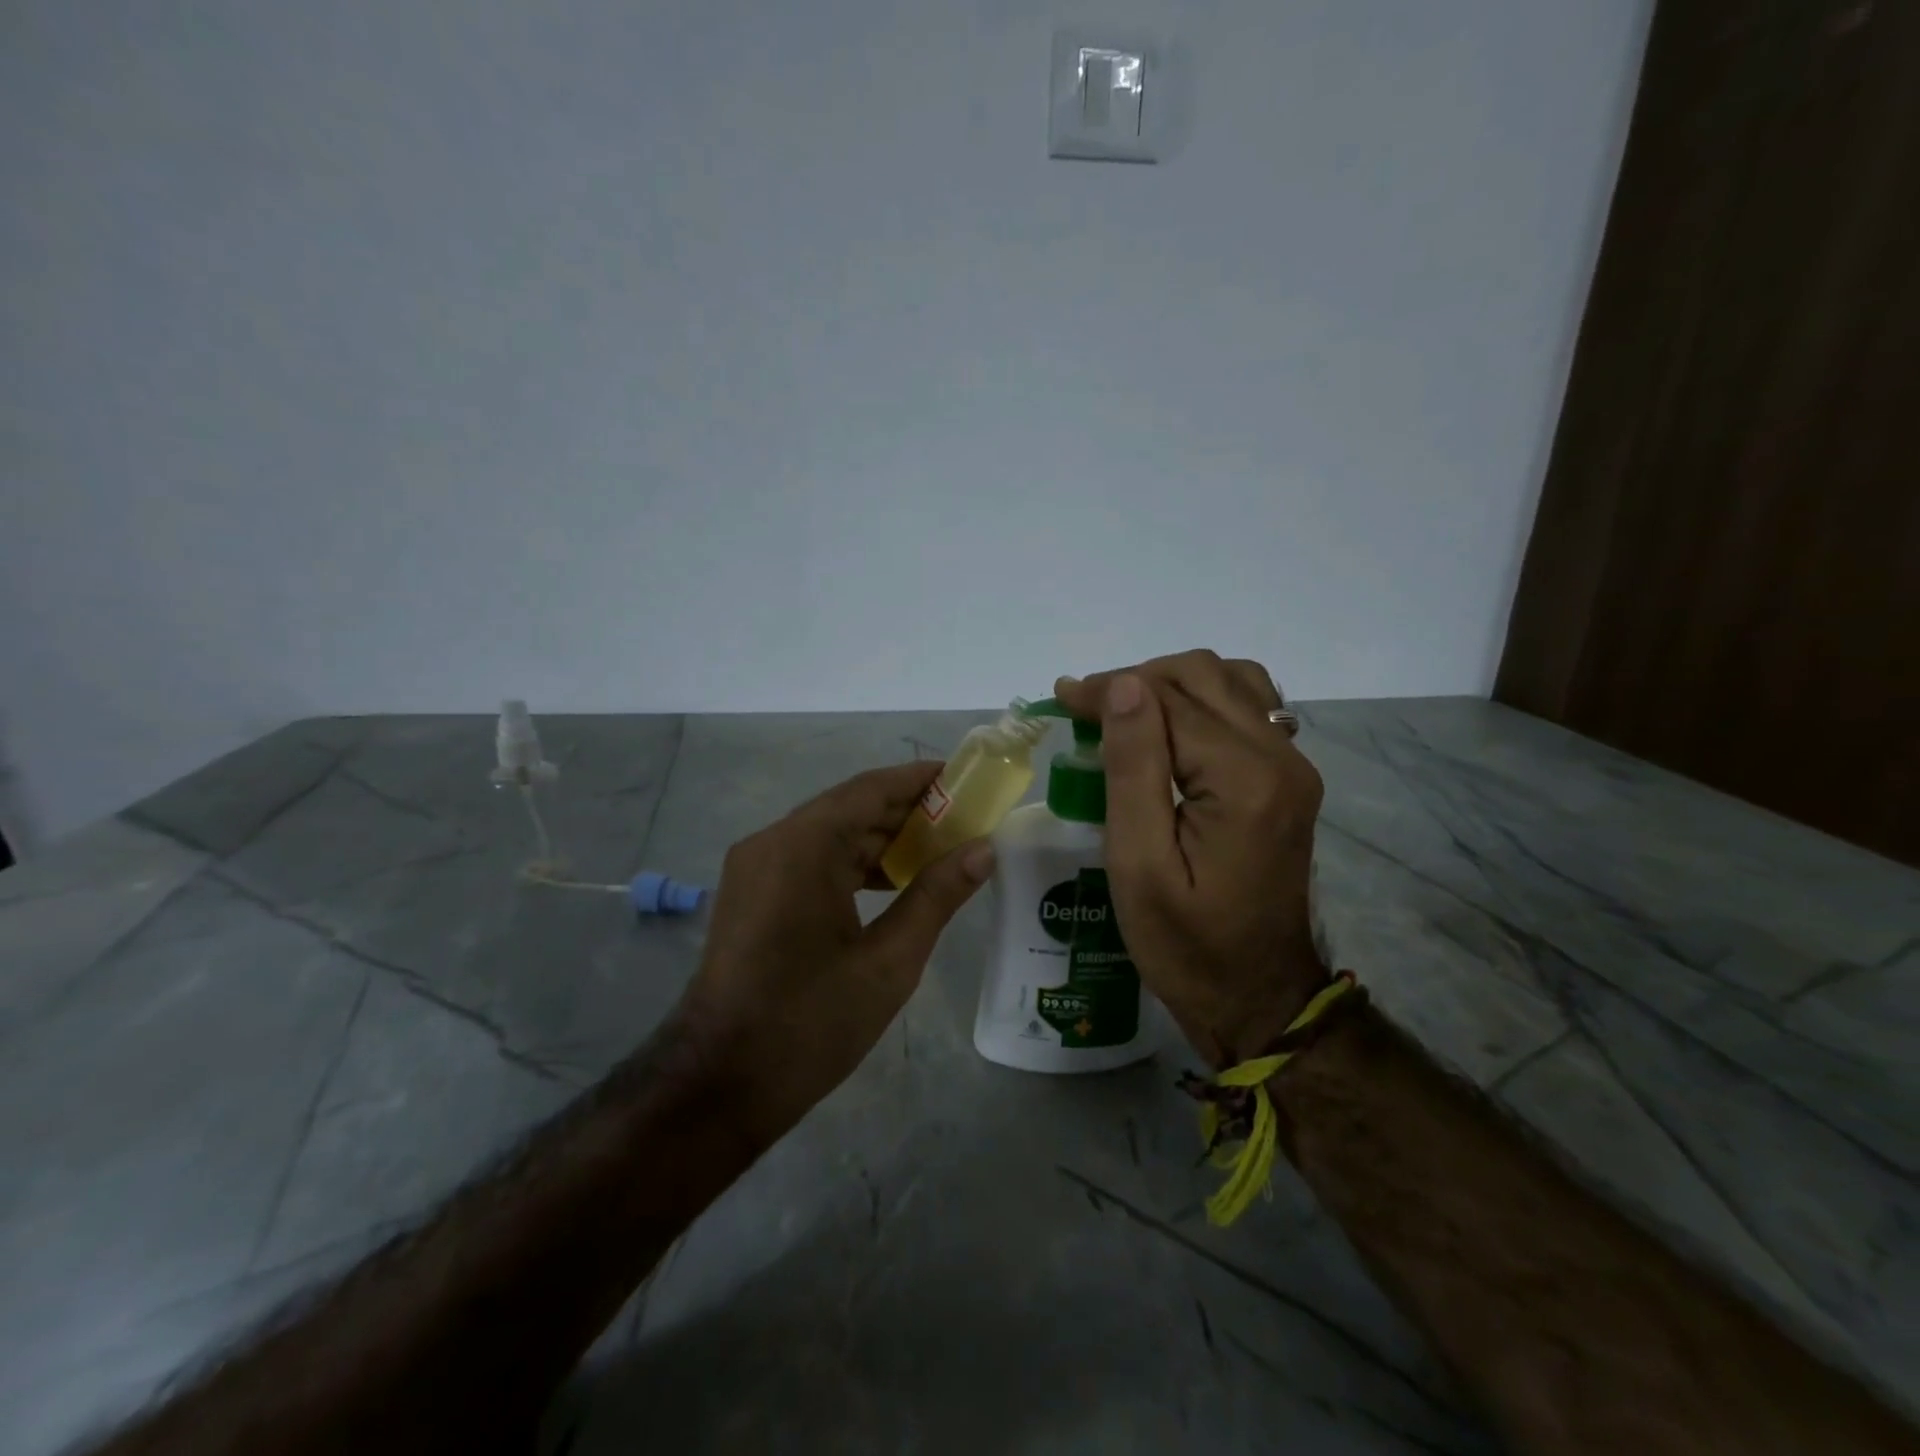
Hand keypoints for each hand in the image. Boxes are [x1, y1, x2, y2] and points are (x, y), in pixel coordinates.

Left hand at [677, 762, 993, 1144]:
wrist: (720, 1084)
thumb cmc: (810, 1022)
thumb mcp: (889, 961)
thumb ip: (937, 896)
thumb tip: (983, 850)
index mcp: (803, 846)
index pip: (870, 789)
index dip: (919, 780)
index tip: (964, 778)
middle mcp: (772, 841)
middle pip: (849, 808)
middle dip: (906, 811)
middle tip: (963, 819)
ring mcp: (755, 867)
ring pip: (828, 834)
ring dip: (879, 838)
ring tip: (937, 849)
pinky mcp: (751, 893)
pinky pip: (808, 859)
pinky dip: (850, 863)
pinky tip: (890, 882)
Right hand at [1054, 651, 1327, 1068]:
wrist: (1258, 996)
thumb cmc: (1186, 944)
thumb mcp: (1139, 864)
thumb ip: (1133, 768)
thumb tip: (1123, 686)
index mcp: (1243, 780)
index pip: (1168, 700)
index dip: (1109, 690)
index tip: (1060, 697)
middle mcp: (1280, 758)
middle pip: (1204, 676)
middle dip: (1137, 679)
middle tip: (1085, 709)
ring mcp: (1293, 766)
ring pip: (1231, 682)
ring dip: (1172, 684)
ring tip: (1124, 715)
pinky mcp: (1289, 780)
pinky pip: (1247, 710)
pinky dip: (1202, 701)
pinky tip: (1171, 729)